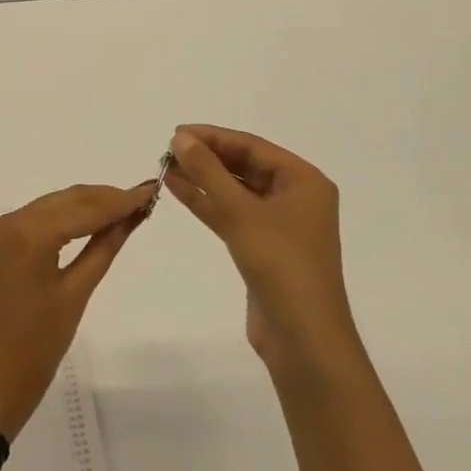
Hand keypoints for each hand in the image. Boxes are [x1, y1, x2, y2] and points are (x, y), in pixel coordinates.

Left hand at [0, 182, 155, 439]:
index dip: (120, 199)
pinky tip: (94, 222)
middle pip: (68, 199)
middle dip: (106, 198)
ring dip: (89, 205)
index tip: (152, 189)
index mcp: (30, 233)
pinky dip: (68, 217)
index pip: (85, 208)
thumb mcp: (76, 294)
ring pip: (54, 205)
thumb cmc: (38, 346)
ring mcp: (2, 230)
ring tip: (127, 209)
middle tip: (145, 199)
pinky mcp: (1, 243)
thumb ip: (104, 247)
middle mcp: (12, 220)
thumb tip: (131, 216)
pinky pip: (40, 218)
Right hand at [162, 125, 354, 371]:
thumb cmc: (281, 265)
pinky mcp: (262, 248)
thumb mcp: (241, 212)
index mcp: (304, 181)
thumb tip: (180, 138)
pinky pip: (231, 214)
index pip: (253, 146)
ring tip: (165, 166)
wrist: (303, 338)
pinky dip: (206, 202)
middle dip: (207, 157)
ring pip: (235, 191)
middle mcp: (295, 197)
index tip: (176, 132)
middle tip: (168, 150)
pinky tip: (177, 189)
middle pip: (244, 166)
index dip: (214, 137)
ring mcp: (279, 225)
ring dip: (203, 179)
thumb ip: (209, 171)